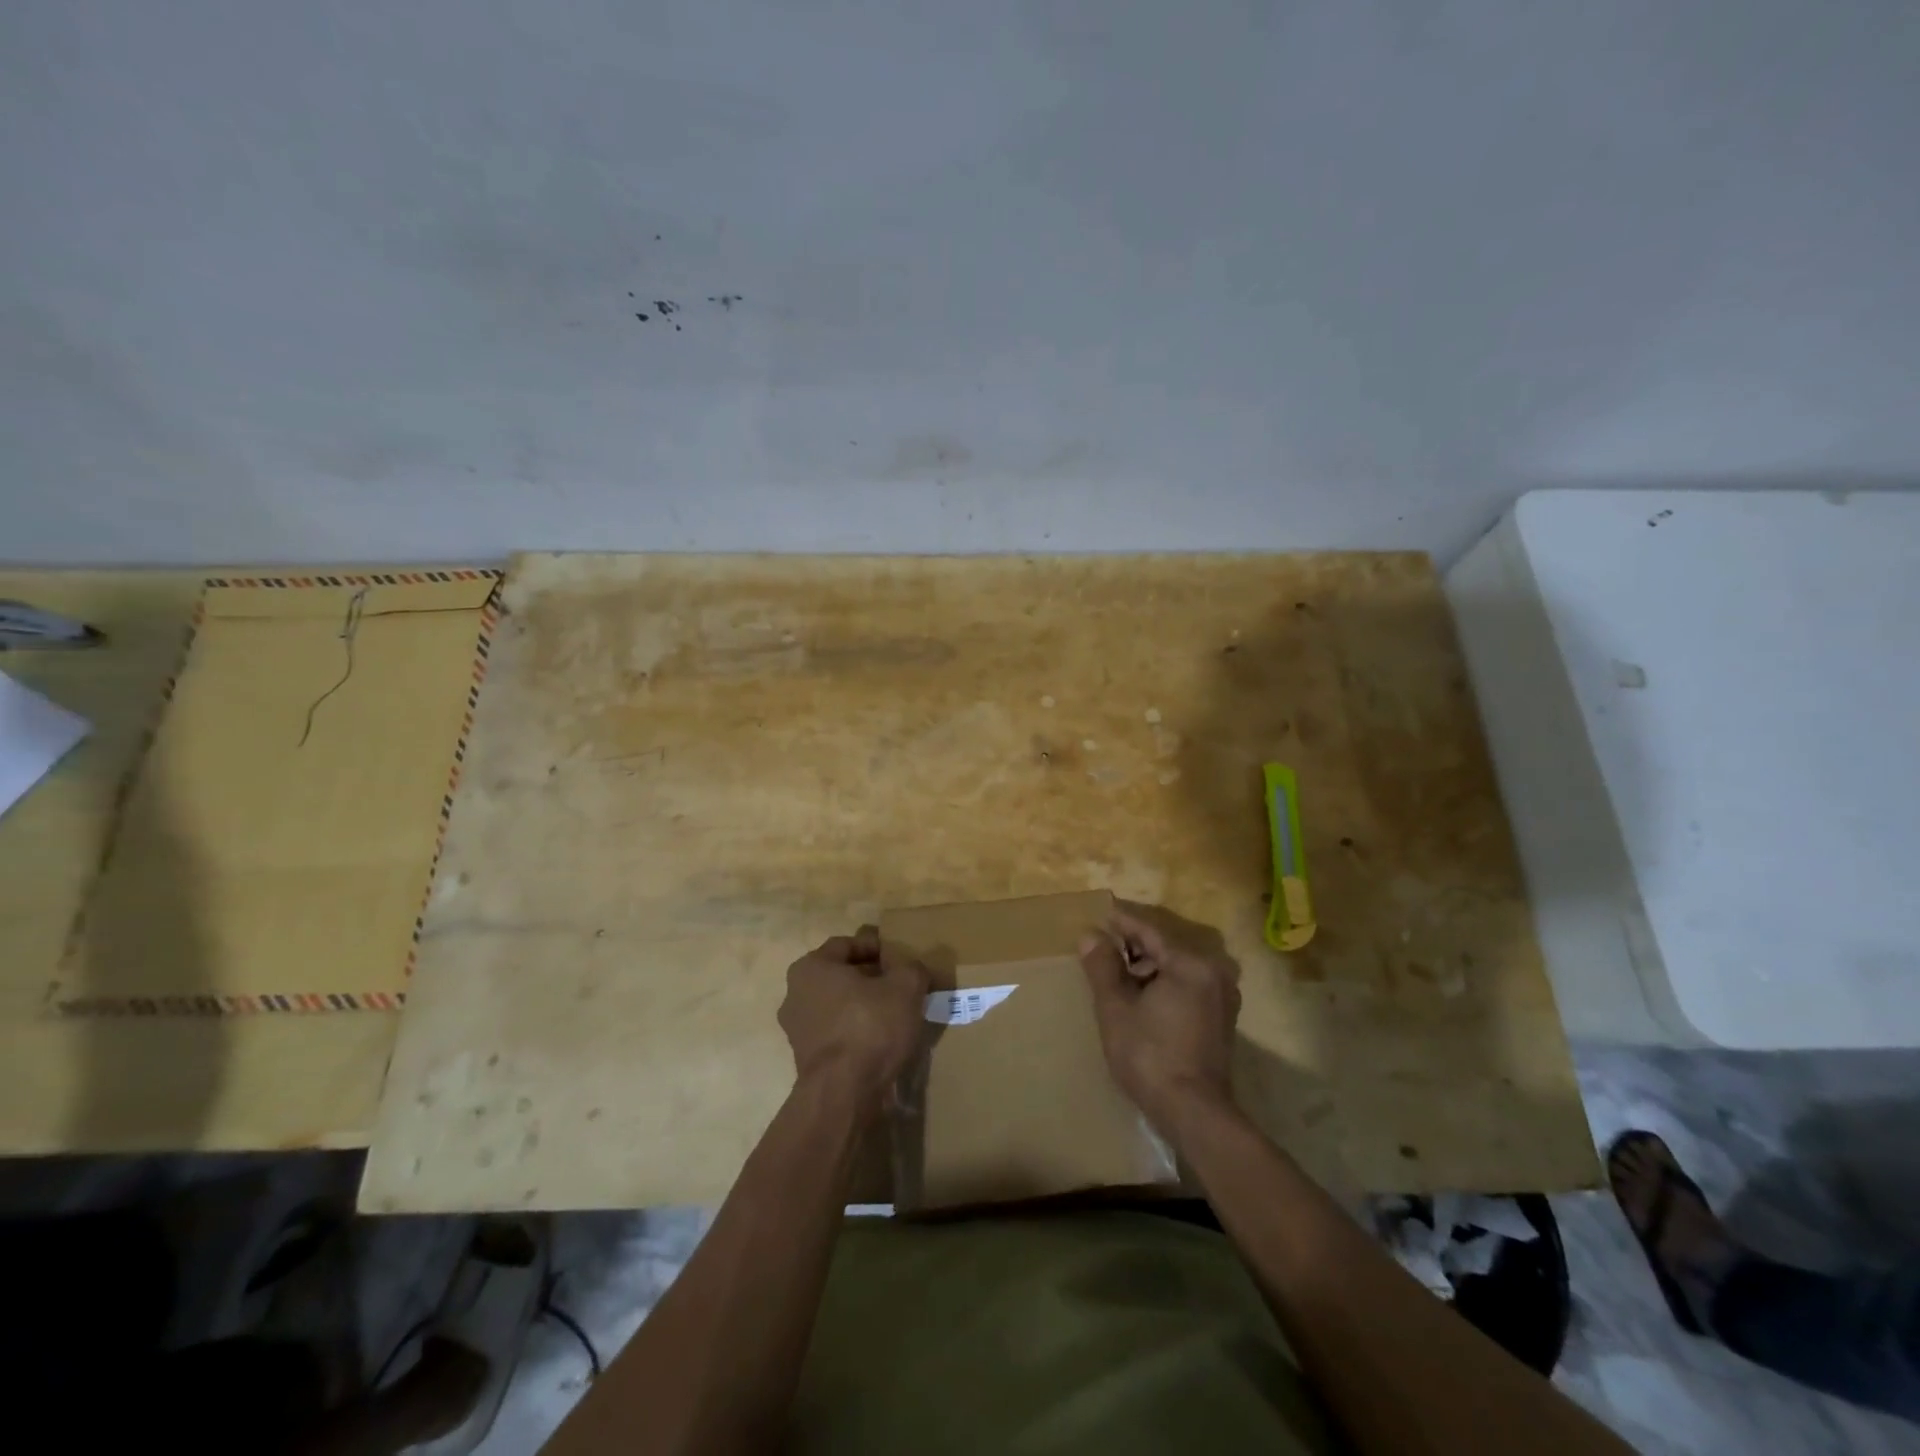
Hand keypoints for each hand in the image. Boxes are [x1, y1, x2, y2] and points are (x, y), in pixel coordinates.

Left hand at [778, 927, 928, 1117]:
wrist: (843, 1093)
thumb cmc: (870, 1026)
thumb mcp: (905, 988)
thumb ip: (912, 969)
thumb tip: (914, 970)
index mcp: (811, 967)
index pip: (846, 945)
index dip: (876, 947)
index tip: (899, 958)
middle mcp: (795, 994)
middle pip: (840, 976)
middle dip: (870, 978)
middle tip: (899, 984)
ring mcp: (797, 1030)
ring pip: (837, 1006)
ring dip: (863, 1006)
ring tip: (894, 1014)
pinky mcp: (806, 1060)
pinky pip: (836, 1034)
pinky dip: (856, 1032)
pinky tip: (881, 1040)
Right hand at [1080, 902, 1241, 1133]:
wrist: (1193, 1113)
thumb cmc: (1150, 1055)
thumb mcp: (1116, 1008)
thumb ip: (1102, 967)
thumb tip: (1090, 935)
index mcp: (1191, 964)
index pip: (1150, 932)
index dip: (1122, 923)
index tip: (1101, 914)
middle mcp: (1214, 973)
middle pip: (1165, 949)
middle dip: (1133, 948)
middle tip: (1102, 949)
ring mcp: (1222, 998)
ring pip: (1176, 970)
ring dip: (1147, 969)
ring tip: (1116, 976)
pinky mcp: (1221, 1020)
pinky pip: (1187, 988)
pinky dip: (1163, 987)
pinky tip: (1140, 999)